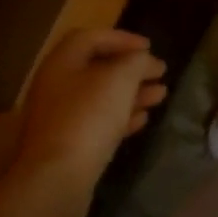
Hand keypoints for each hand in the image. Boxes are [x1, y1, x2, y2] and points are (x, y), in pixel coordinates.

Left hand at [13, 30, 166, 216]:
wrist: (57, 179)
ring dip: (132, 93)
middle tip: (159, 71)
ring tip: (161, 95)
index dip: (122, 38)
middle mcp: (56, 87)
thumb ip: (136, 62)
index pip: (91, 38)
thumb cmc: (88, 117)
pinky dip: (121, 117)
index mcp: (62, 63)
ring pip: (101, 98)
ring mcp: (60, 119)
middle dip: (131, 69)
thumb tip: (144, 60)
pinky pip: (98, 123)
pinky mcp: (68, 146)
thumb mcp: (120, 79)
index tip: (149, 47)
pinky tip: (143, 119)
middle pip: (97, 69)